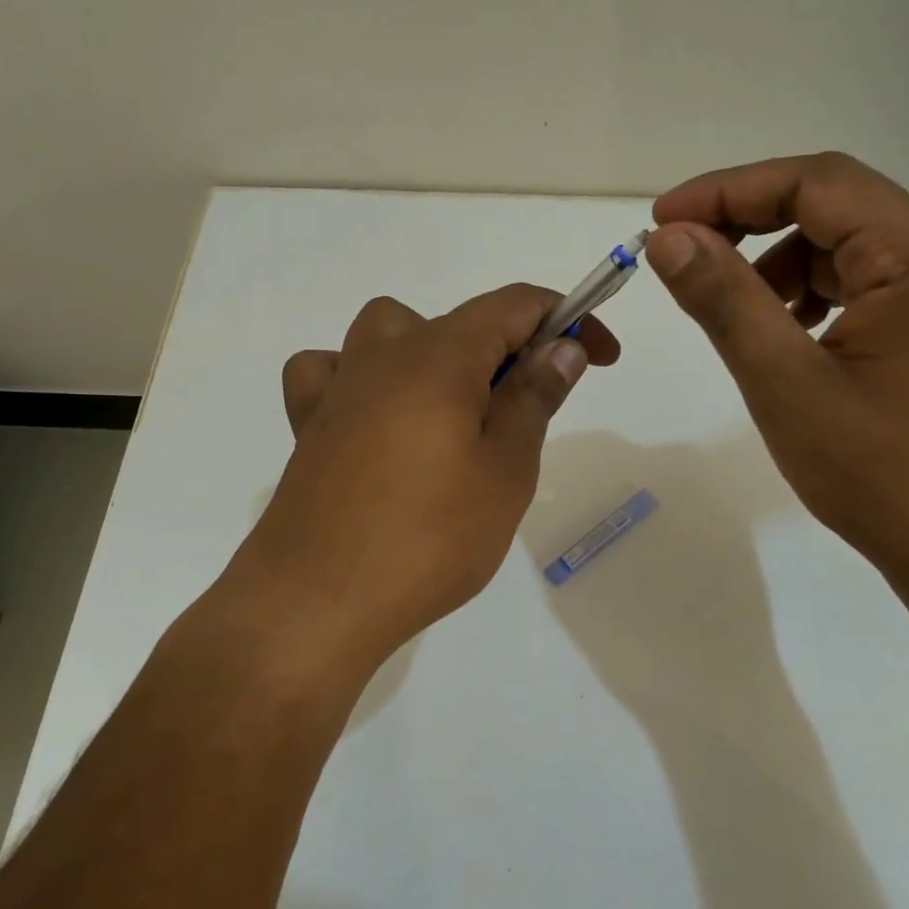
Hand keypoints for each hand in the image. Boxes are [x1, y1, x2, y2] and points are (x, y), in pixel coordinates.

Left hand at [232, 284, 619, 666]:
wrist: (315, 604)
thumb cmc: (428, 539)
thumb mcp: (505, 471)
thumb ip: (534, 397)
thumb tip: (563, 345)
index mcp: (440, 356)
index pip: (516, 304)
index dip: (568, 317)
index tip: (600, 356)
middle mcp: (384, 353)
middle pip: (461, 320)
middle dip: (513, 348)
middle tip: (534, 410)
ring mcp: (339, 386)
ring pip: (393, 331)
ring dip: (438, 352)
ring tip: (456, 412)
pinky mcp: (308, 423)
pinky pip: (333, 370)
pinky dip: (363, 377)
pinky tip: (375, 417)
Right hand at [646, 153, 908, 585]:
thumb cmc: (885, 475)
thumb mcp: (786, 384)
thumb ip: (725, 301)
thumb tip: (670, 239)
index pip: (816, 182)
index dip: (730, 190)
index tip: (664, 220)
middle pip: (833, 205)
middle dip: (750, 223)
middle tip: (685, 256)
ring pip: (845, 244)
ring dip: (778, 263)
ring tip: (736, 311)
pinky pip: (865, 282)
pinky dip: (811, 293)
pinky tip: (787, 335)